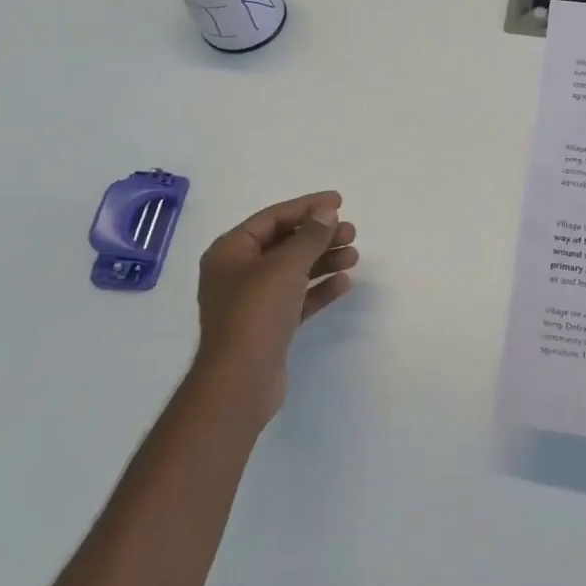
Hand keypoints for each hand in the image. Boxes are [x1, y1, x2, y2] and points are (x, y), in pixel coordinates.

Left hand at [194, 191, 358, 426]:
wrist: (240, 383)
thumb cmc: (256, 314)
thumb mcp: (285, 266)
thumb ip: (310, 236)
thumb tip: (327, 213)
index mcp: (231, 251)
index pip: (273, 218)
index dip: (307, 207)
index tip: (339, 202)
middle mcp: (238, 272)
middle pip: (285, 243)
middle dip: (319, 236)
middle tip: (351, 233)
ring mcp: (253, 301)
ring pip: (294, 270)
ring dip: (324, 260)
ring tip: (354, 256)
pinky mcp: (269, 326)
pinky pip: (297, 297)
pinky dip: (319, 288)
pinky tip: (344, 283)